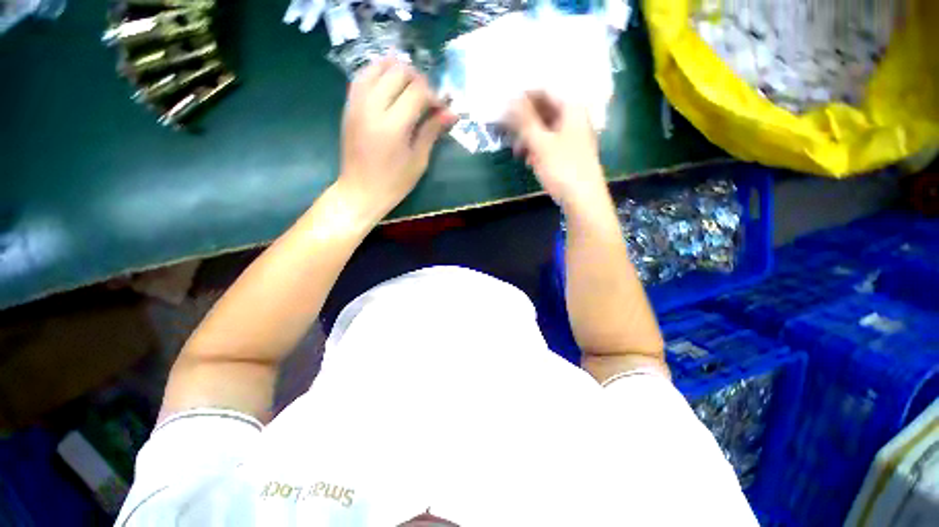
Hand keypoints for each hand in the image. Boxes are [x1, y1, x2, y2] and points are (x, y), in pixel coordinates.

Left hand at [337, 58, 451, 221]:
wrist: (360, 191)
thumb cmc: (394, 182)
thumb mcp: (418, 160)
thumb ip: (432, 131)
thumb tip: (451, 113)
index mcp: (393, 126)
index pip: (417, 92)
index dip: (434, 95)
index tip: (441, 109)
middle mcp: (372, 107)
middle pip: (398, 72)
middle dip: (418, 80)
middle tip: (427, 99)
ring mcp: (356, 104)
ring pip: (378, 66)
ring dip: (398, 71)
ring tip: (410, 88)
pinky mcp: (348, 106)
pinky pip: (363, 76)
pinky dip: (379, 73)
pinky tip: (389, 85)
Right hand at [506, 92, 607, 210]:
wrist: (583, 199)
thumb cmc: (562, 168)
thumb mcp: (540, 143)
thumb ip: (524, 121)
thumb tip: (509, 99)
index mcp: (571, 109)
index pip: (544, 92)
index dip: (522, 98)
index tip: (503, 108)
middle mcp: (574, 119)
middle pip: (544, 111)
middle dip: (524, 121)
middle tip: (506, 133)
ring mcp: (573, 137)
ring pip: (545, 129)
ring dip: (529, 137)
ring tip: (517, 152)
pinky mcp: (569, 153)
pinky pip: (550, 143)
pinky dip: (537, 149)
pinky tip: (529, 161)